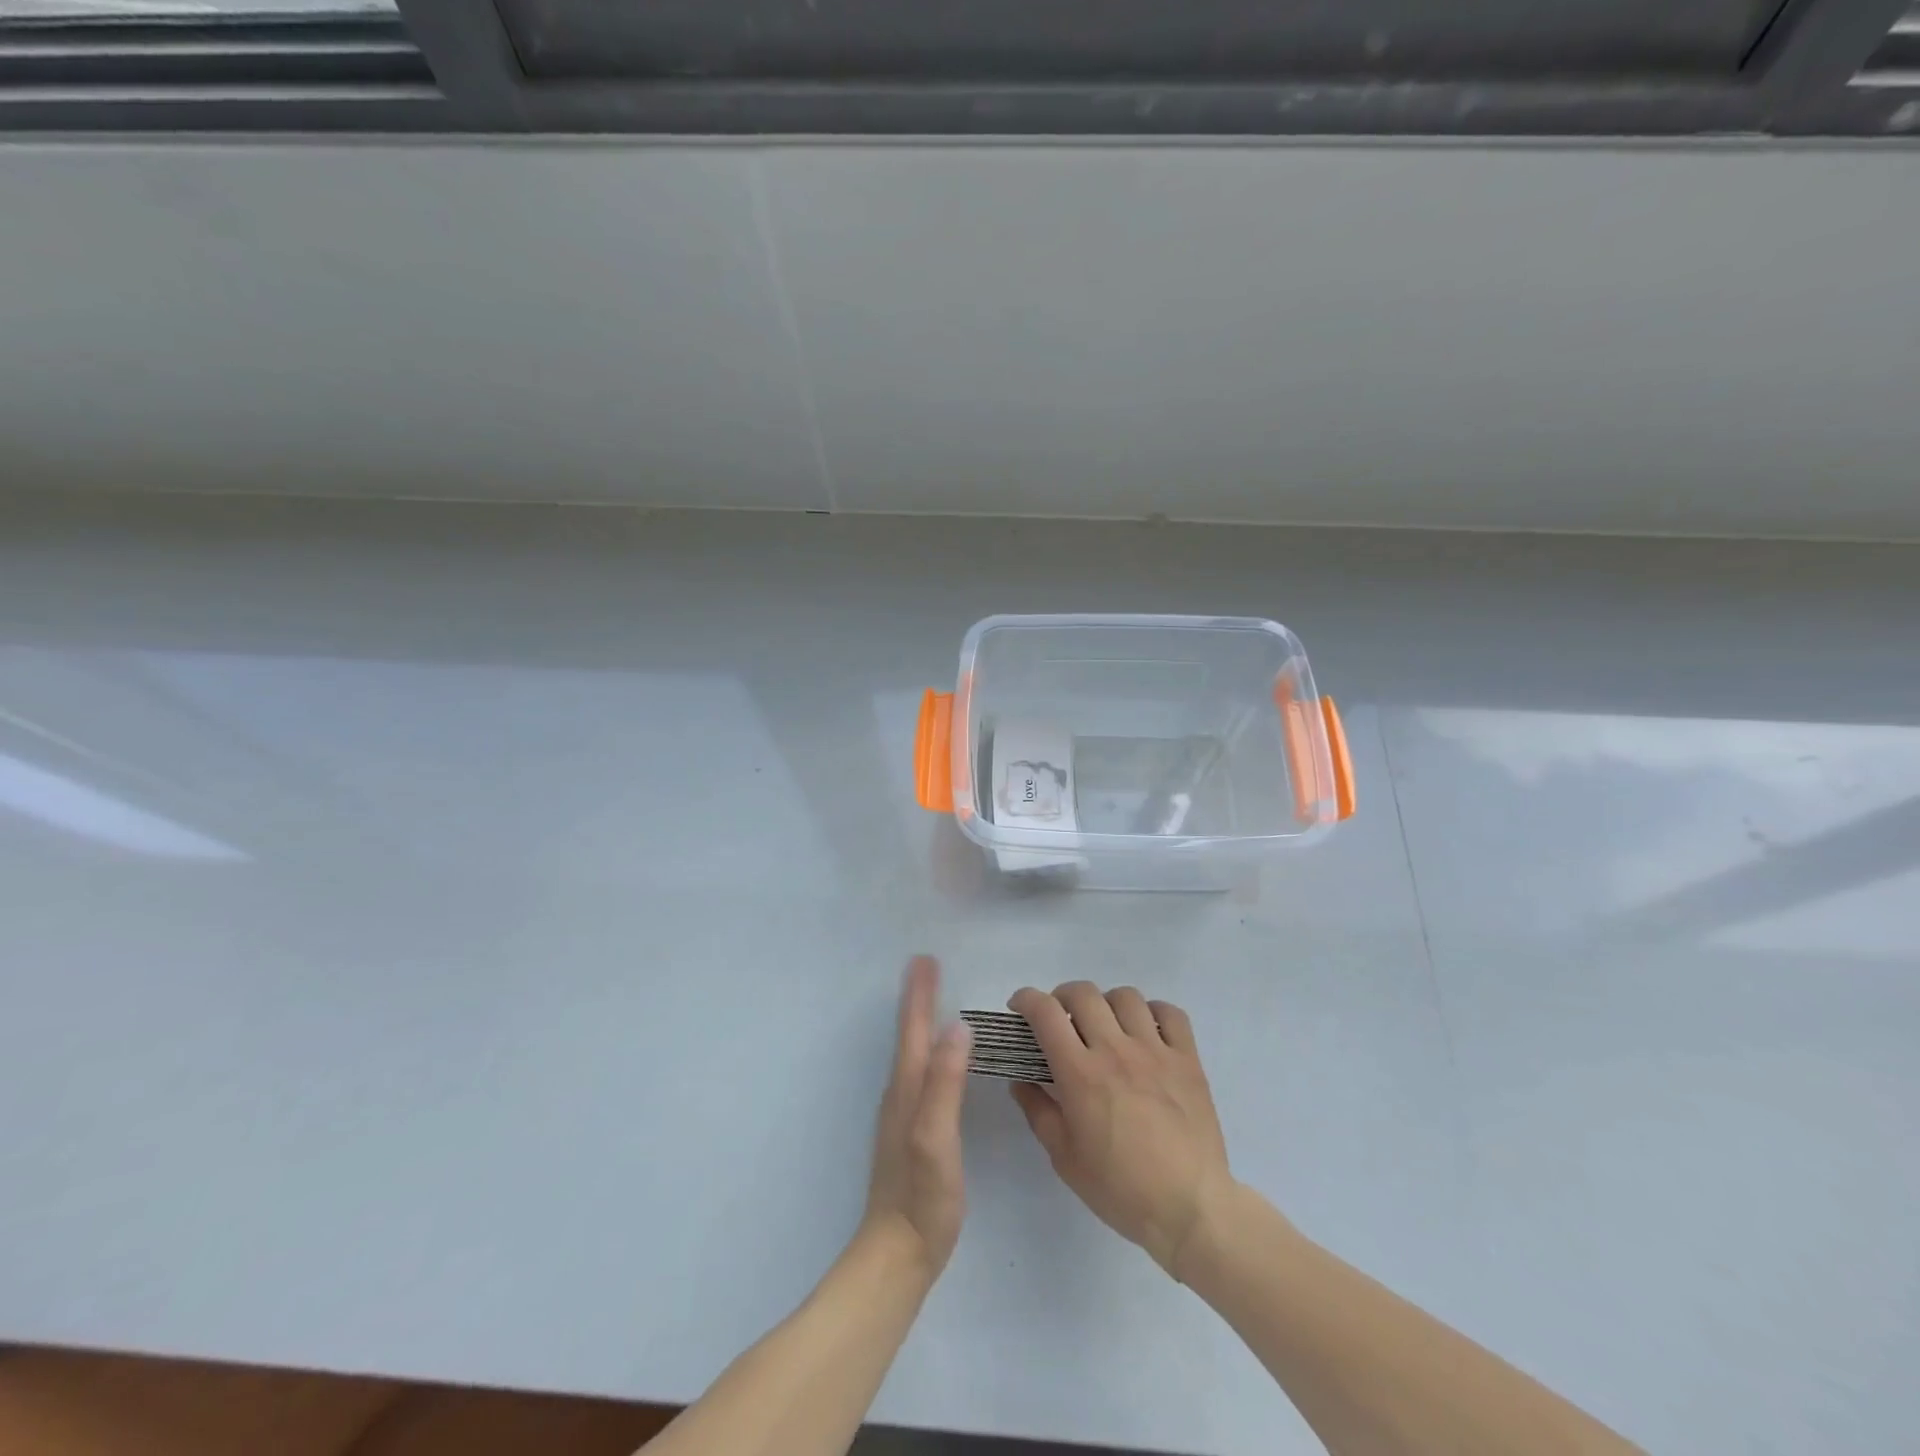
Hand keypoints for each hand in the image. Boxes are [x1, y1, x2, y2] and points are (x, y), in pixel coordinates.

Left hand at [861, 956, 971, 1279]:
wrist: (897, 1255)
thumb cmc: (921, 1196)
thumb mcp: (935, 1137)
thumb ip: (944, 1083)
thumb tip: (957, 1027)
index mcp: (907, 1089)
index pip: (913, 1030)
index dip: (919, 994)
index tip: (924, 959)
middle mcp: (900, 1094)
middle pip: (908, 1035)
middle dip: (917, 998)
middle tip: (926, 966)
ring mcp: (902, 1114)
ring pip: (911, 1053)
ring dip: (918, 1021)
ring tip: (929, 999)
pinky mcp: (911, 1132)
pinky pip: (918, 1073)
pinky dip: (924, 1049)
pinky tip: (934, 1057)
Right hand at [1008, 983, 1234, 1277]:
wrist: (1189, 1208)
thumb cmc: (1120, 1189)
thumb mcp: (1064, 1158)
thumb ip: (1038, 1111)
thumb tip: (1021, 1081)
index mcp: (1080, 1073)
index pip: (1045, 1012)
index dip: (1026, 999)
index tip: (1020, 1008)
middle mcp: (1115, 1050)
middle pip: (1083, 994)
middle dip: (1062, 997)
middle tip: (1060, 1019)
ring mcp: (1155, 1051)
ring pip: (1126, 996)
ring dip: (1107, 1003)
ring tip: (1105, 1025)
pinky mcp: (1187, 1059)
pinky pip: (1170, 1013)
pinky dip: (1153, 1012)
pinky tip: (1146, 1031)